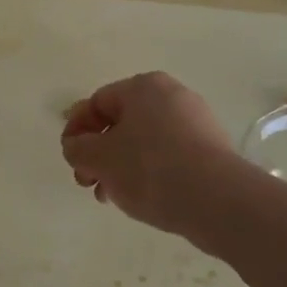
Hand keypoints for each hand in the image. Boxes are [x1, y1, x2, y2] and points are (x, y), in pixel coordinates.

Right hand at [61, 72, 249, 238]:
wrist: (217, 200)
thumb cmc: (150, 168)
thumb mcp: (99, 158)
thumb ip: (77, 148)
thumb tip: (76, 146)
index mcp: (144, 87)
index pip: (97, 102)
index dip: (76, 130)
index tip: (69, 159)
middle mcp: (172, 96)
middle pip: (121, 122)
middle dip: (98, 153)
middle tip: (87, 183)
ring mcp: (196, 122)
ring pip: (143, 142)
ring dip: (120, 167)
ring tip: (112, 197)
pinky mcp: (210, 150)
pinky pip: (168, 156)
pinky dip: (148, 173)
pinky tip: (142, 198)